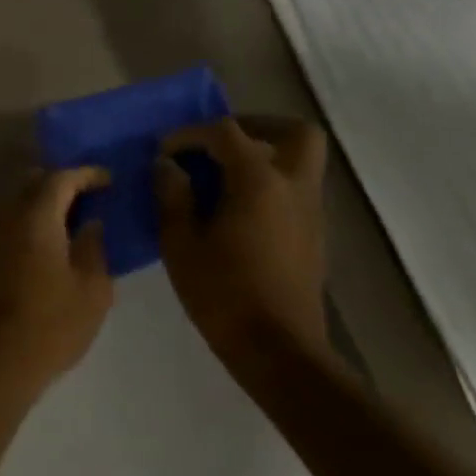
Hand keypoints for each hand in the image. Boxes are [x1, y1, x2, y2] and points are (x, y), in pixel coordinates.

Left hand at [0, 167, 113, 390]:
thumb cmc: (51, 326)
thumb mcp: (92, 290)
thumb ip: (93, 247)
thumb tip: (89, 223)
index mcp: (34, 218)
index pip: (59, 178)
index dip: (86, 174)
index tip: (108, 181)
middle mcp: (3, 218)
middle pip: (31, 185)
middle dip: (60, 184)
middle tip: (88, 198)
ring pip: (13, 205)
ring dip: (39, 205)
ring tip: (67, 222)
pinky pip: (3, 226)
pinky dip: (24, 225)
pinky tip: (42, 245)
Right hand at [155, 118, 331, 362]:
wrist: (276, 348)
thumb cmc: (221, 292)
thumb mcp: (179, 242)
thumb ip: (172, 195)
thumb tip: (168, 166)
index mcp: (259, 182)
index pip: (226, 133)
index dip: (190, 134)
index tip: (163, 150)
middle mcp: (294, 186)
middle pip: (294, 132)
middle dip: (255, 127)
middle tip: (216, 142)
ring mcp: (310, 211)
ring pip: (299, 160)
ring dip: (262, 155)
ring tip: (218, 175)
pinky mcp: (312, 234)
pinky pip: (294, 187)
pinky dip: (268, 182)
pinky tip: (233, 207)